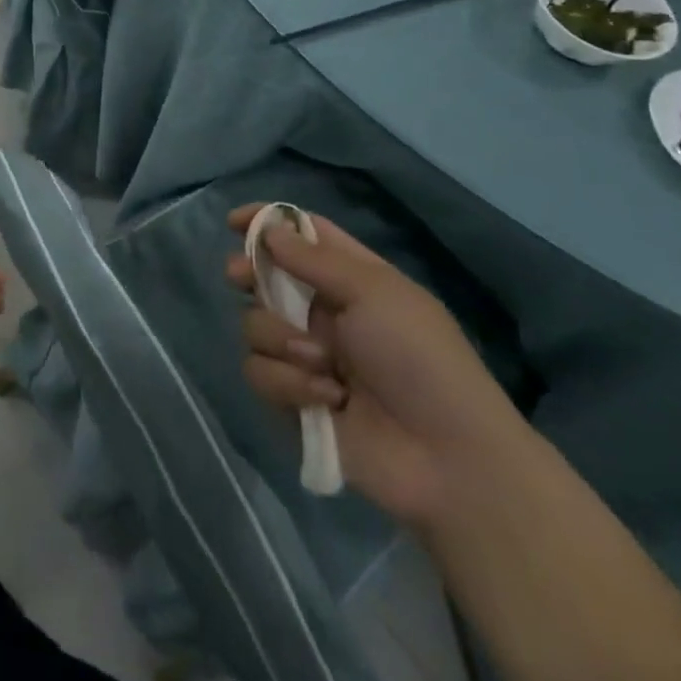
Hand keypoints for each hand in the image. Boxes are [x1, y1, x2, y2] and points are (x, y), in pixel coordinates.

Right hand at [227, 207, 525, 528]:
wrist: (447, 459)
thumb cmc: (419, 358)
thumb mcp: (374, 292)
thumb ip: (314, 259)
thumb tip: (269, 230)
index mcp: (350, 279)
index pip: (301, 236)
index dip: (267, 223)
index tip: (234, 222)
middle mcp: (322, 313)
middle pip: (265, 278)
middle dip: (248, 274)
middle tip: (240, 276)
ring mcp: (306, 356)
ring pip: (255, 326)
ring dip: (281, 341)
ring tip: (323, 365)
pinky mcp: (293, 398)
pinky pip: (261, 373)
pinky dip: (289, 383)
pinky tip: (326, 399)